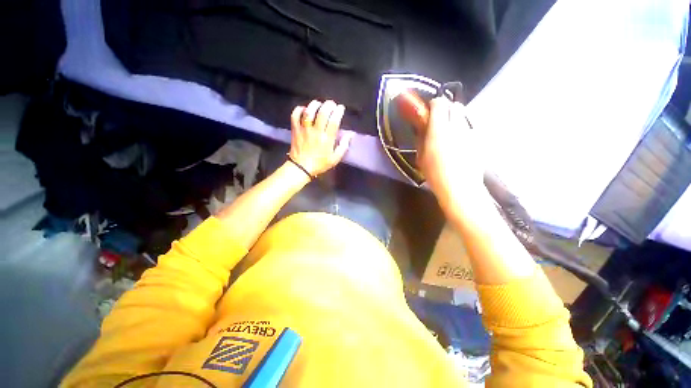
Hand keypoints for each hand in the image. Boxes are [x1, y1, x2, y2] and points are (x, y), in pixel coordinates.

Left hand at [289, 100, 352, 176]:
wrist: (301, 168)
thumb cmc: (319, 164)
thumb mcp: (335, 159)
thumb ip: (343, 146)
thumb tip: (350, 135)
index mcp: (327, 139)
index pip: (334, 121)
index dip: (338, 112)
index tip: (341, 108)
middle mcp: (316, 132)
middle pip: (322, 113)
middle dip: (328, 105)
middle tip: (331, 104)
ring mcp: (304, 130)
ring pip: (309, 112)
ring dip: (315, 105)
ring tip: (319, 104)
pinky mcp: (295, 130)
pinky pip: (295, 116)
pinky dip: (299, 110)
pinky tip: (304, 109)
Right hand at [417, 97, 485, 211]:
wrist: (460, 188)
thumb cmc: (435, 174)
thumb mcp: (421, 157)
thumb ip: (422, 139)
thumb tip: (423, 130)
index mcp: (440, 130)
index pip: (439, 103)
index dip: (433, 104)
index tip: (428, 111)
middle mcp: (458, 126)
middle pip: (455, 105)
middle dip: (446, 109)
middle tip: (438, 122)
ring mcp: (471, 133)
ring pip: (465, 116)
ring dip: (456, 119)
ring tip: (449, 134)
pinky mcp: (479, 141)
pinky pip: (470, 128)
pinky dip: (464, 131)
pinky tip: (459, 144)